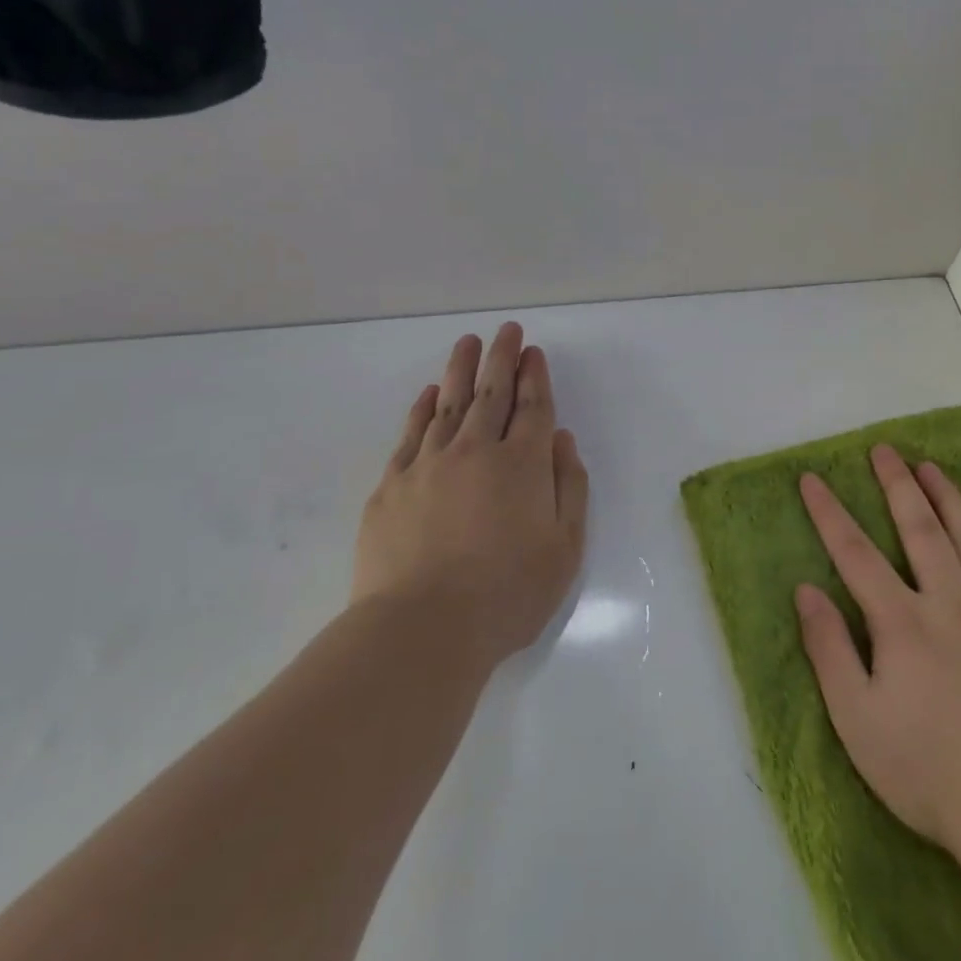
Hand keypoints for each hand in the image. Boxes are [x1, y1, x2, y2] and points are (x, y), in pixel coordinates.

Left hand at [353, 322, 588, 669]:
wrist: (422, 630)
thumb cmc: (507, 594)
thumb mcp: (565, 549)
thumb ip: (569, 487)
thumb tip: (560, 440)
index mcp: (522, 465)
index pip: (532, 407)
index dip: (535, 376)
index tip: (534, 351)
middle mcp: (475, 452)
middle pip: (491, 394)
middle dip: (501, 358)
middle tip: (506, 330)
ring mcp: (428, 465)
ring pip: (448, 404)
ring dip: (461, 370)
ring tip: (468, 343)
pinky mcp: (392, 486)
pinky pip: (410, 433)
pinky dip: (422, 408)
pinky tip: (428, 394)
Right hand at [794, 445, 960, 862]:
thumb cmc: (929, 772)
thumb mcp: (857, 721)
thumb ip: (829, 650)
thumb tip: (806, 589)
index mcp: (903, 623)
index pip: (856, 554)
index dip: (830, 513)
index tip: (812, 478)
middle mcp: (951, 602)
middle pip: (920, 529)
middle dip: (897, 485)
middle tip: (884, 449)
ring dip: (948, 498)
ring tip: (931, 466)